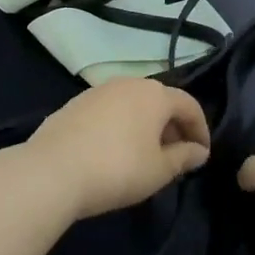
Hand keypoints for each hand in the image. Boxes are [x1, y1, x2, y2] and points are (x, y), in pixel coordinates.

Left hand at [21, 79, 210, 220]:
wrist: (52, 171)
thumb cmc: (117, 169)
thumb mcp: (158, 170)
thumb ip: (183, 158)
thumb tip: (199, 151)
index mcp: (155, 94)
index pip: (189, 104)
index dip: (201, 129)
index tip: (202, 154)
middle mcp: (129, 83)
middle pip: (160, 101)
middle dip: (173, 126)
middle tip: (176, 157)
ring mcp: (98, 90)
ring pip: (133, 104)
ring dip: (145, 125)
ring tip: (145, 155)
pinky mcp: (75, 103)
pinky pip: (109, 110)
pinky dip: (120, 125)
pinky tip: (113, 151)